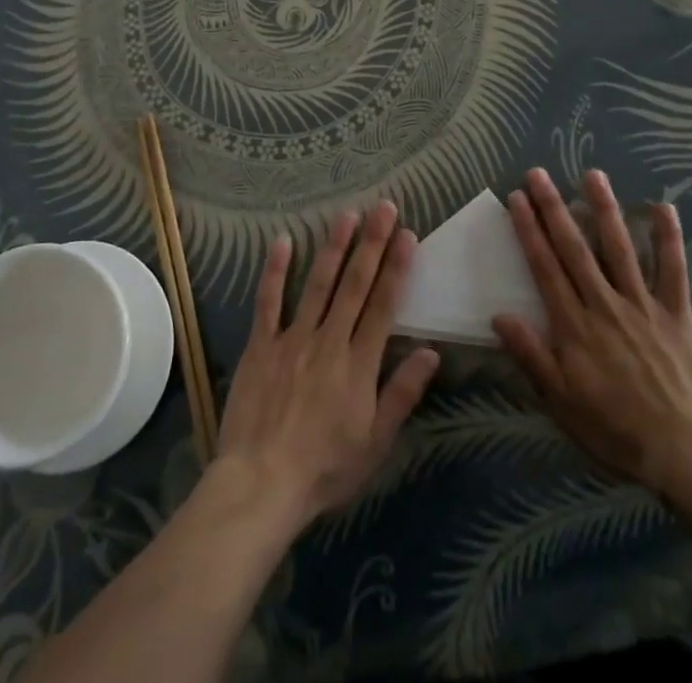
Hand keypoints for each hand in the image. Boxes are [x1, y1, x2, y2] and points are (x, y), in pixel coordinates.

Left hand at [213, 202, 440, 531]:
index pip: (383, 306)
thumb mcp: (375, 442)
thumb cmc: (324, 469)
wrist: (261, 484)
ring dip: (334, 246)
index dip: (397, 269)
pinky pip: (268, 301)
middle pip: (355, 285)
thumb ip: (402, 393)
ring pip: (318, 284)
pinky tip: (284, 240)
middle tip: (384, 208)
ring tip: (347, 214)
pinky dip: (276, 270)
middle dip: (372, 243)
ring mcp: (292, 338)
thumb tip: (430, 352)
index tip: (407, 235)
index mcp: (359, 364)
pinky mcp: (260, 345)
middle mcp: (329, 340)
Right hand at [492, 168, 691, 500]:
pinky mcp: (677, 312)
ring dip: (604, 209)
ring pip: (620, 248)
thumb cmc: (615, 429)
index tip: (517, 198)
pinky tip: (663, 206)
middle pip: (574, 248)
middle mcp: (604, 304)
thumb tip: (499, 315)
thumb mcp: (561, 402)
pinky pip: (673, 269)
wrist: (684, 453)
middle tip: (539, 173)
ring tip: (592, 175)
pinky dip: (669, 238)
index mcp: (574, 325)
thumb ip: (531, 356)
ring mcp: (643, 305)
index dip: (529, 230)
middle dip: (554, 208)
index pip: (545, 267)